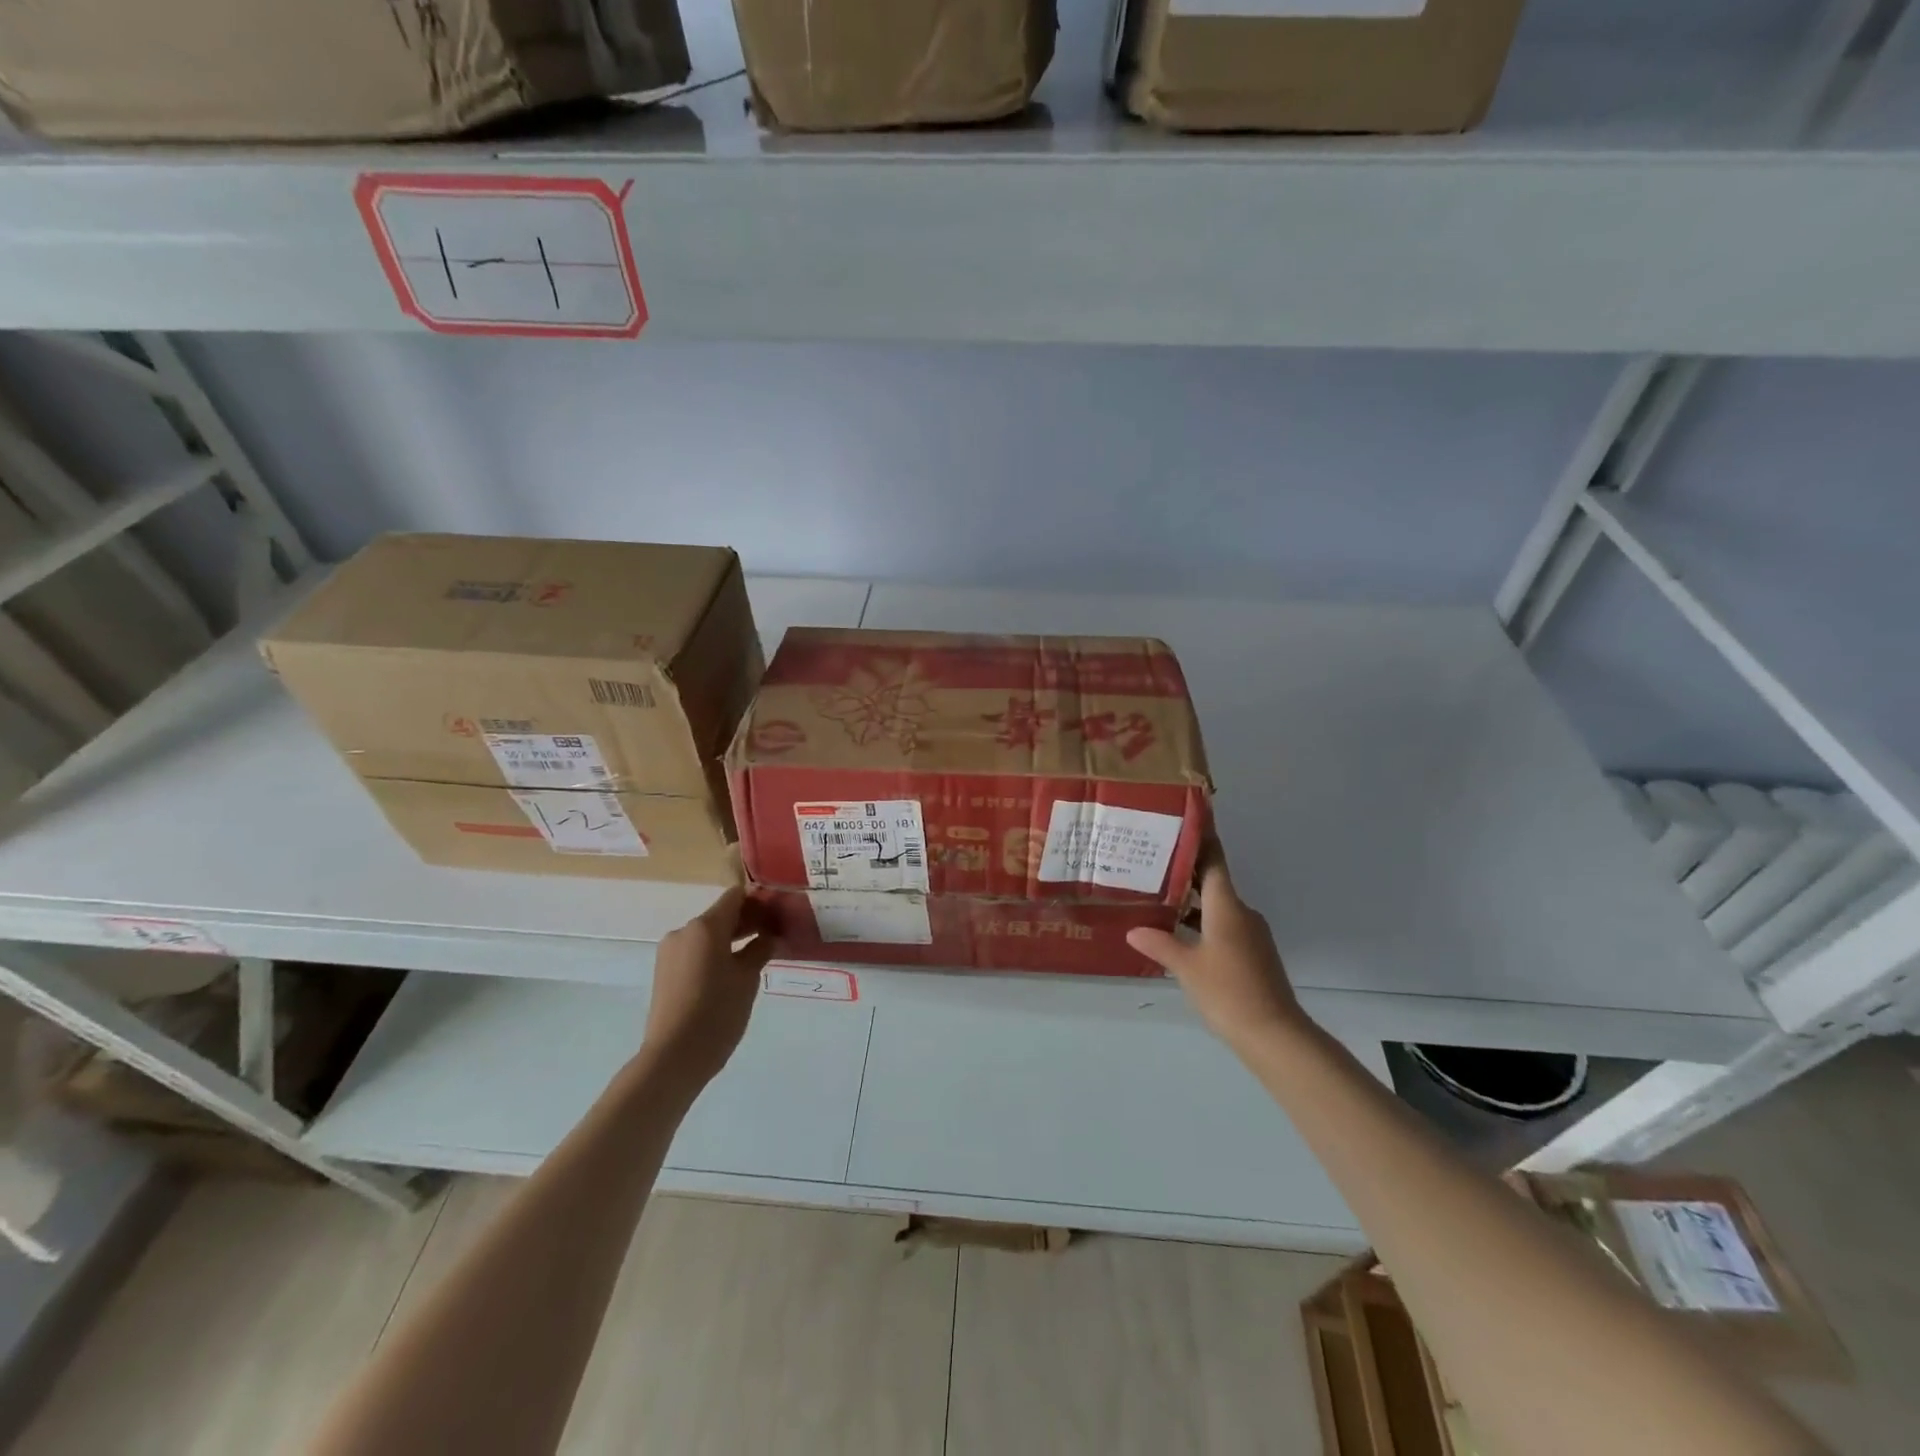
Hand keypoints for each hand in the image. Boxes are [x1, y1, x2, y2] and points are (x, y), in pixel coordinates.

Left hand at [642, 886, 779, 1086]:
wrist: (674, 1057)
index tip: (778, 913)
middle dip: (747, 921)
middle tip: (774, 934)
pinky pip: (695, 952)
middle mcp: (684, 932)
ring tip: (756, 955)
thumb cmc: (717, 1012)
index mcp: (705, 927)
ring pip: (707, 935)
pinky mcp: (665, 972)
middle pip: (720, 915)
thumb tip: (768, 936)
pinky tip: (733, 972)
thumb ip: (760, 949)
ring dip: (731, 939)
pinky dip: (715, 953)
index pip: (735, 897)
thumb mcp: (748, 978)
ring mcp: (670, 952)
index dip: (758, 901)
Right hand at [1126, 855, 1306, 1049]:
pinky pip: (1223, 926)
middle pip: (1213, 881)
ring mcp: (1250, 934)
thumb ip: (1159, 944)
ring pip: (1217, 907)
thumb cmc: (1228, 991)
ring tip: (1157, 898)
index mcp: (1227, 907)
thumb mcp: (1186, 967)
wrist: (1274, 1034)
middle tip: (1152, 860)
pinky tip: (1179, 935)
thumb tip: (1133, 930)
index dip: (1201, 837)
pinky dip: (1201, 923)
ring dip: (1191, 901)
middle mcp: (1241, 913)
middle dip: (1185, 870)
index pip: (1213, 860)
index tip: (1187, 817)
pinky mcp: (1253, 954)